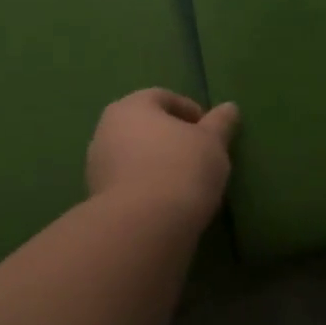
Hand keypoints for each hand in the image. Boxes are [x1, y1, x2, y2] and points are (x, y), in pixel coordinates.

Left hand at [86, 88, 238, 229]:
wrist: (142, 226)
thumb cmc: (180, 169)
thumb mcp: (212, 143)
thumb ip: (220, 123)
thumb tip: (229, 108)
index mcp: (131, 106)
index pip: (163, 98)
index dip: (190, 111)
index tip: (210, 133)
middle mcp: (106, 129)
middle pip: (144, 126)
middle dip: (170, 137)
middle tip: (198, 155)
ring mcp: (96, 164)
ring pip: (133, 155)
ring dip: (156, 163)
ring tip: (184, 182)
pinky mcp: (96, 197)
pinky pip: (127, 182)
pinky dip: (145, 186)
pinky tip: (166, 202)